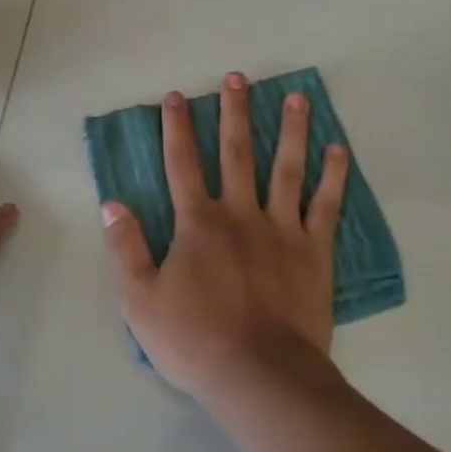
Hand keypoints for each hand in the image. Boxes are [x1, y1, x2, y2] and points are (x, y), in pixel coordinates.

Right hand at [99, 72, 348, 403]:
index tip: (177, 96)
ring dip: (290, 130)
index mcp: (198, 224)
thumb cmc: (195, 340)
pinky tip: (339, 150)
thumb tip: (111, 204)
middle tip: (238, 76)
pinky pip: (326, 206)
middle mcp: (240, 214)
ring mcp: (282, 229)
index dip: (176, 128)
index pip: (182, 164)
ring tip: (296, 96)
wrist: (260, 375)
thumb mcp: (139, 300)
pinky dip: (334, 177)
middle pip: (236, 153)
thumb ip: (124, 248)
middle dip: (234, 112)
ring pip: (287, 168)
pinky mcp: (315, 251)